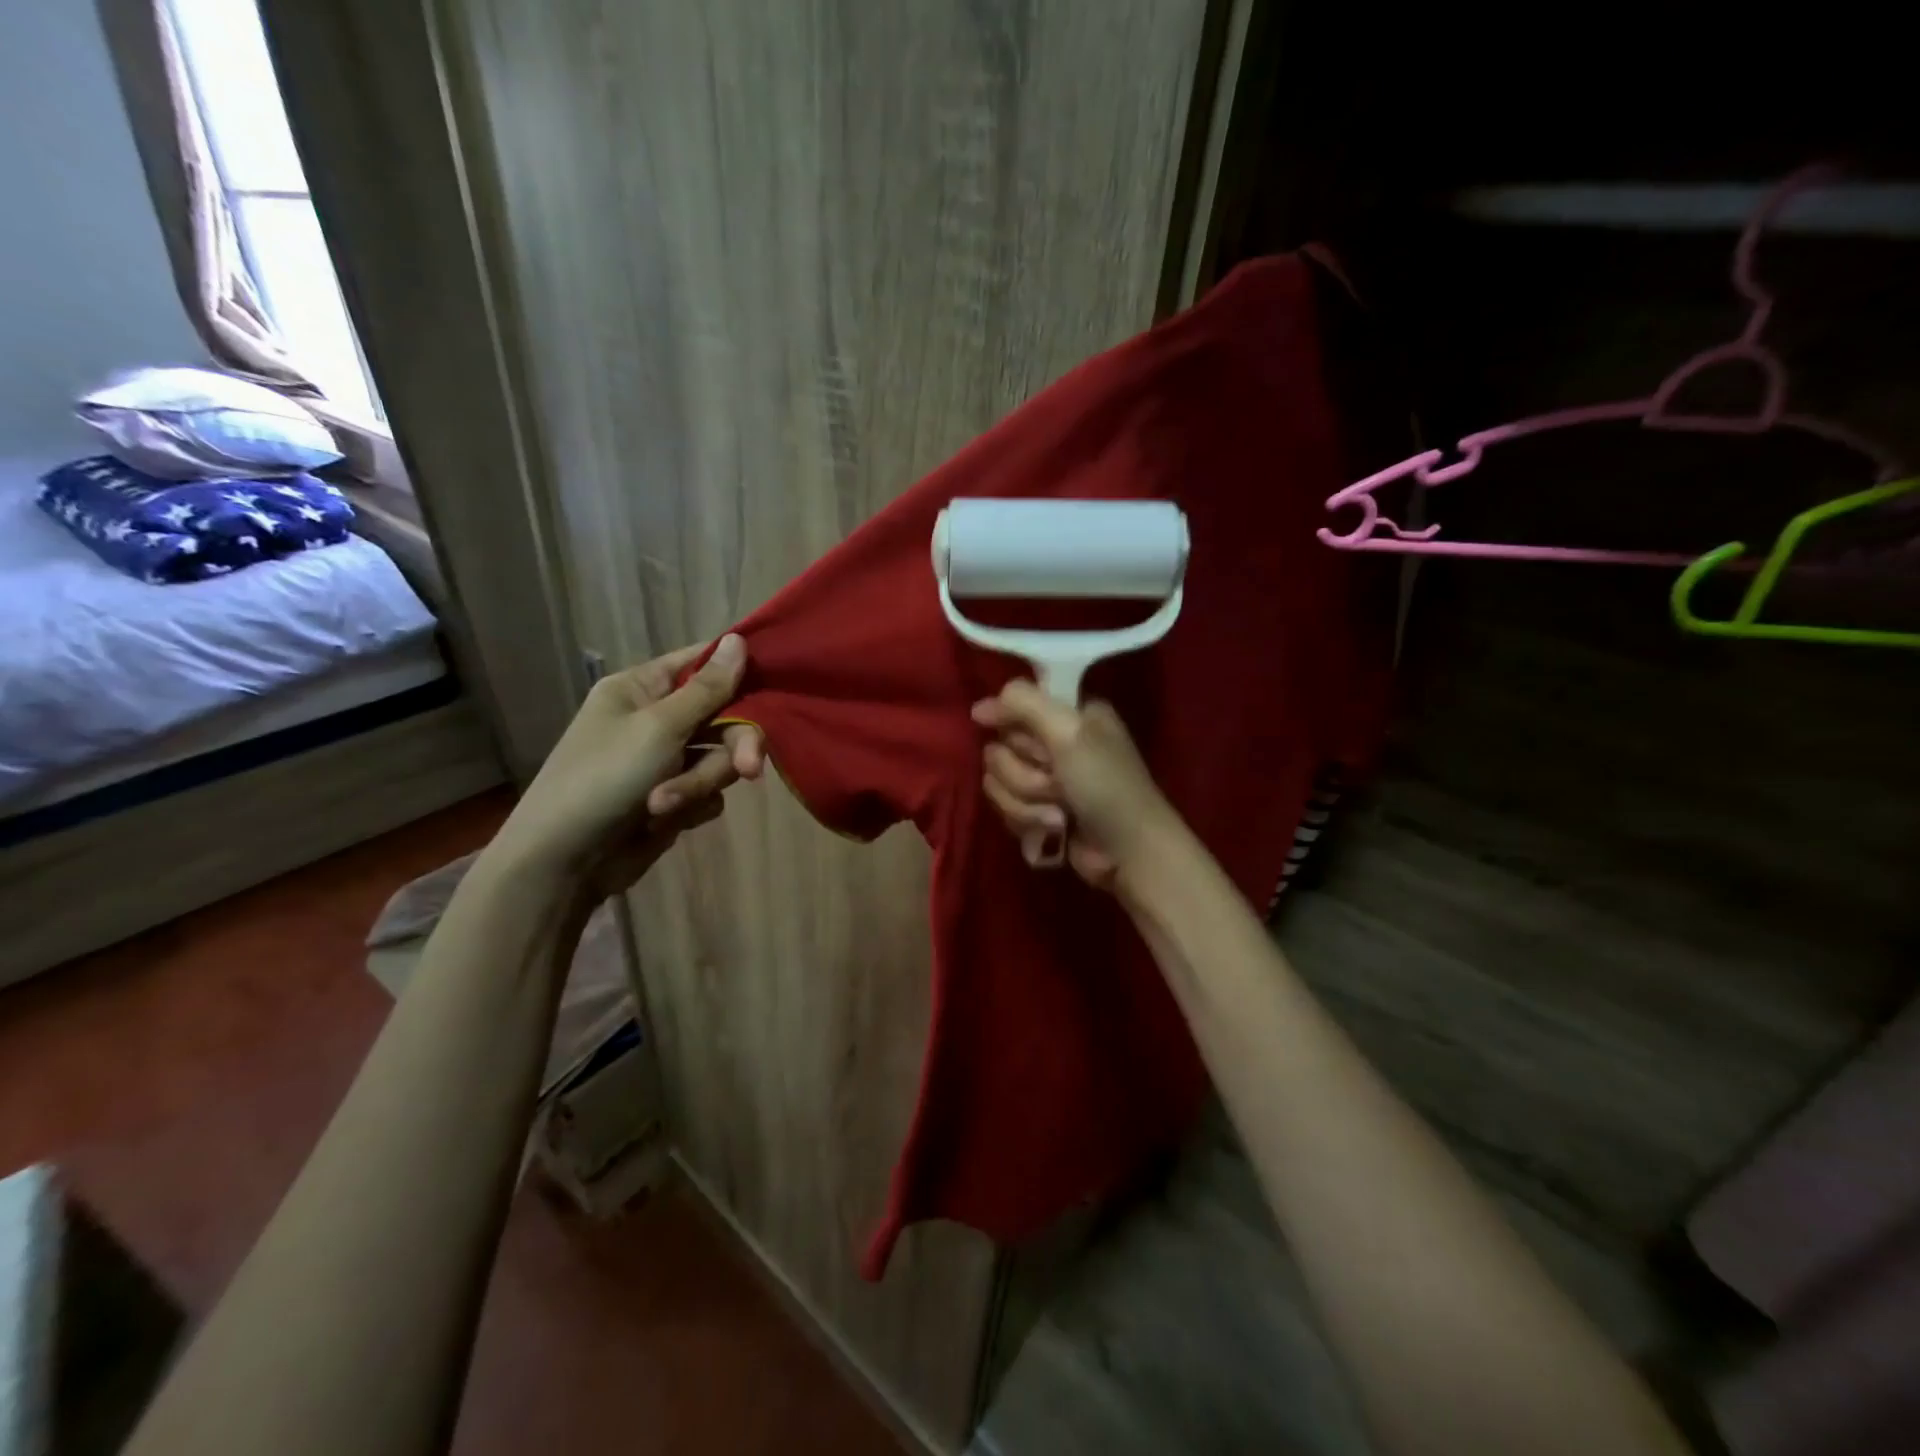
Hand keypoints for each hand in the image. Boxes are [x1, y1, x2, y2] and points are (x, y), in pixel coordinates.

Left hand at [489, 634, 763, 893]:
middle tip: (750, 769)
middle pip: (723, 716)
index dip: (737, 671)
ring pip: (719, 758)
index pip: (701, 663)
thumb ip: (708, 688)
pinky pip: (708, 791)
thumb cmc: (604, 779)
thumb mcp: (659, 727)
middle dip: (734, 745)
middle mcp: (655, 719)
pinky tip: (664, 820)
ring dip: (700, 783)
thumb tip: (739, 638)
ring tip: (665, 806)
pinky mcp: (672, 797)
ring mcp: (664, 760)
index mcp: (641, 688)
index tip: (775, 684)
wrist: (563, 863)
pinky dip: (691, 805)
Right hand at [971, 680, 1181, 890]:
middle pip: (999, 747)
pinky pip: (1005, 807)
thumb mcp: (1069, 732)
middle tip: (1056, 784)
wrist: (1128, 852)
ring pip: (997, 781)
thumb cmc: (1105, 786)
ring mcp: (1045, 779)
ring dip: (1025, 802)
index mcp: (1068, 713)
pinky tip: (1055, 829)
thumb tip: (977, 709)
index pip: (1012, 705)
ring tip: (1059, 814)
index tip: (1030, 744)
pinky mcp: (1037, 811)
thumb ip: (1023, 703)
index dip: (1012, 728)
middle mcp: (1054, 741)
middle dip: (1023, 774)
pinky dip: (1027, 821)